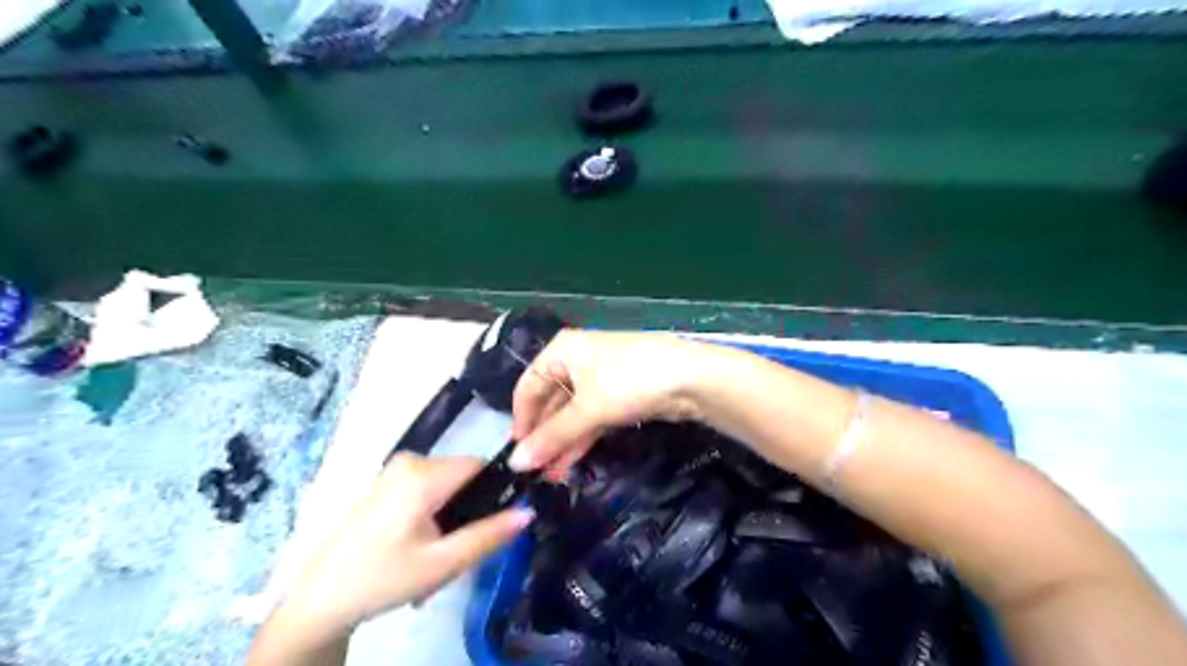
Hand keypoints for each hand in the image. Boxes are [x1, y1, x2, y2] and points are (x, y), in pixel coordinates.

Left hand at [279, 454, 532, 637]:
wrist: (319, 600)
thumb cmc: (382, 579)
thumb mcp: (443, 563)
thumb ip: (490, 535)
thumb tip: (529, 511)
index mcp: (424, 473)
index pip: (481, 466)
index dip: (497, 490)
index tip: (497, 523)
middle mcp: (411, 460)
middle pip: (464, 477)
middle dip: (470, 510)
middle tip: (459, 553)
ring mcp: (395, 470)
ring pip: (447, 485)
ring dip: (451, 517)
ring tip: (438, 556)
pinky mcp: (386, 482)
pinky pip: (428, 488)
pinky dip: (433, 514)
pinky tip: (419, 548)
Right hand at [508, 331, 703, 475]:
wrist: (690, 378)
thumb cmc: (628, 381)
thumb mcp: (587, 409)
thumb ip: (552, 437)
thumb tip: (514, 464)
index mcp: (562, 350)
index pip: (528, 387)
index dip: (521, 420)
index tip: (516, 453)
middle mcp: (576, 360)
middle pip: (550, 401)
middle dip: (543, 437)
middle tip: (535, 471)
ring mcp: (599, 378)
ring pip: (571, 413)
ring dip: (561, 443)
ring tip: (550, 476)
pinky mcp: (618, 395)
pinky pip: (591, 418)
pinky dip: (581, 438)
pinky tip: (569, 463)